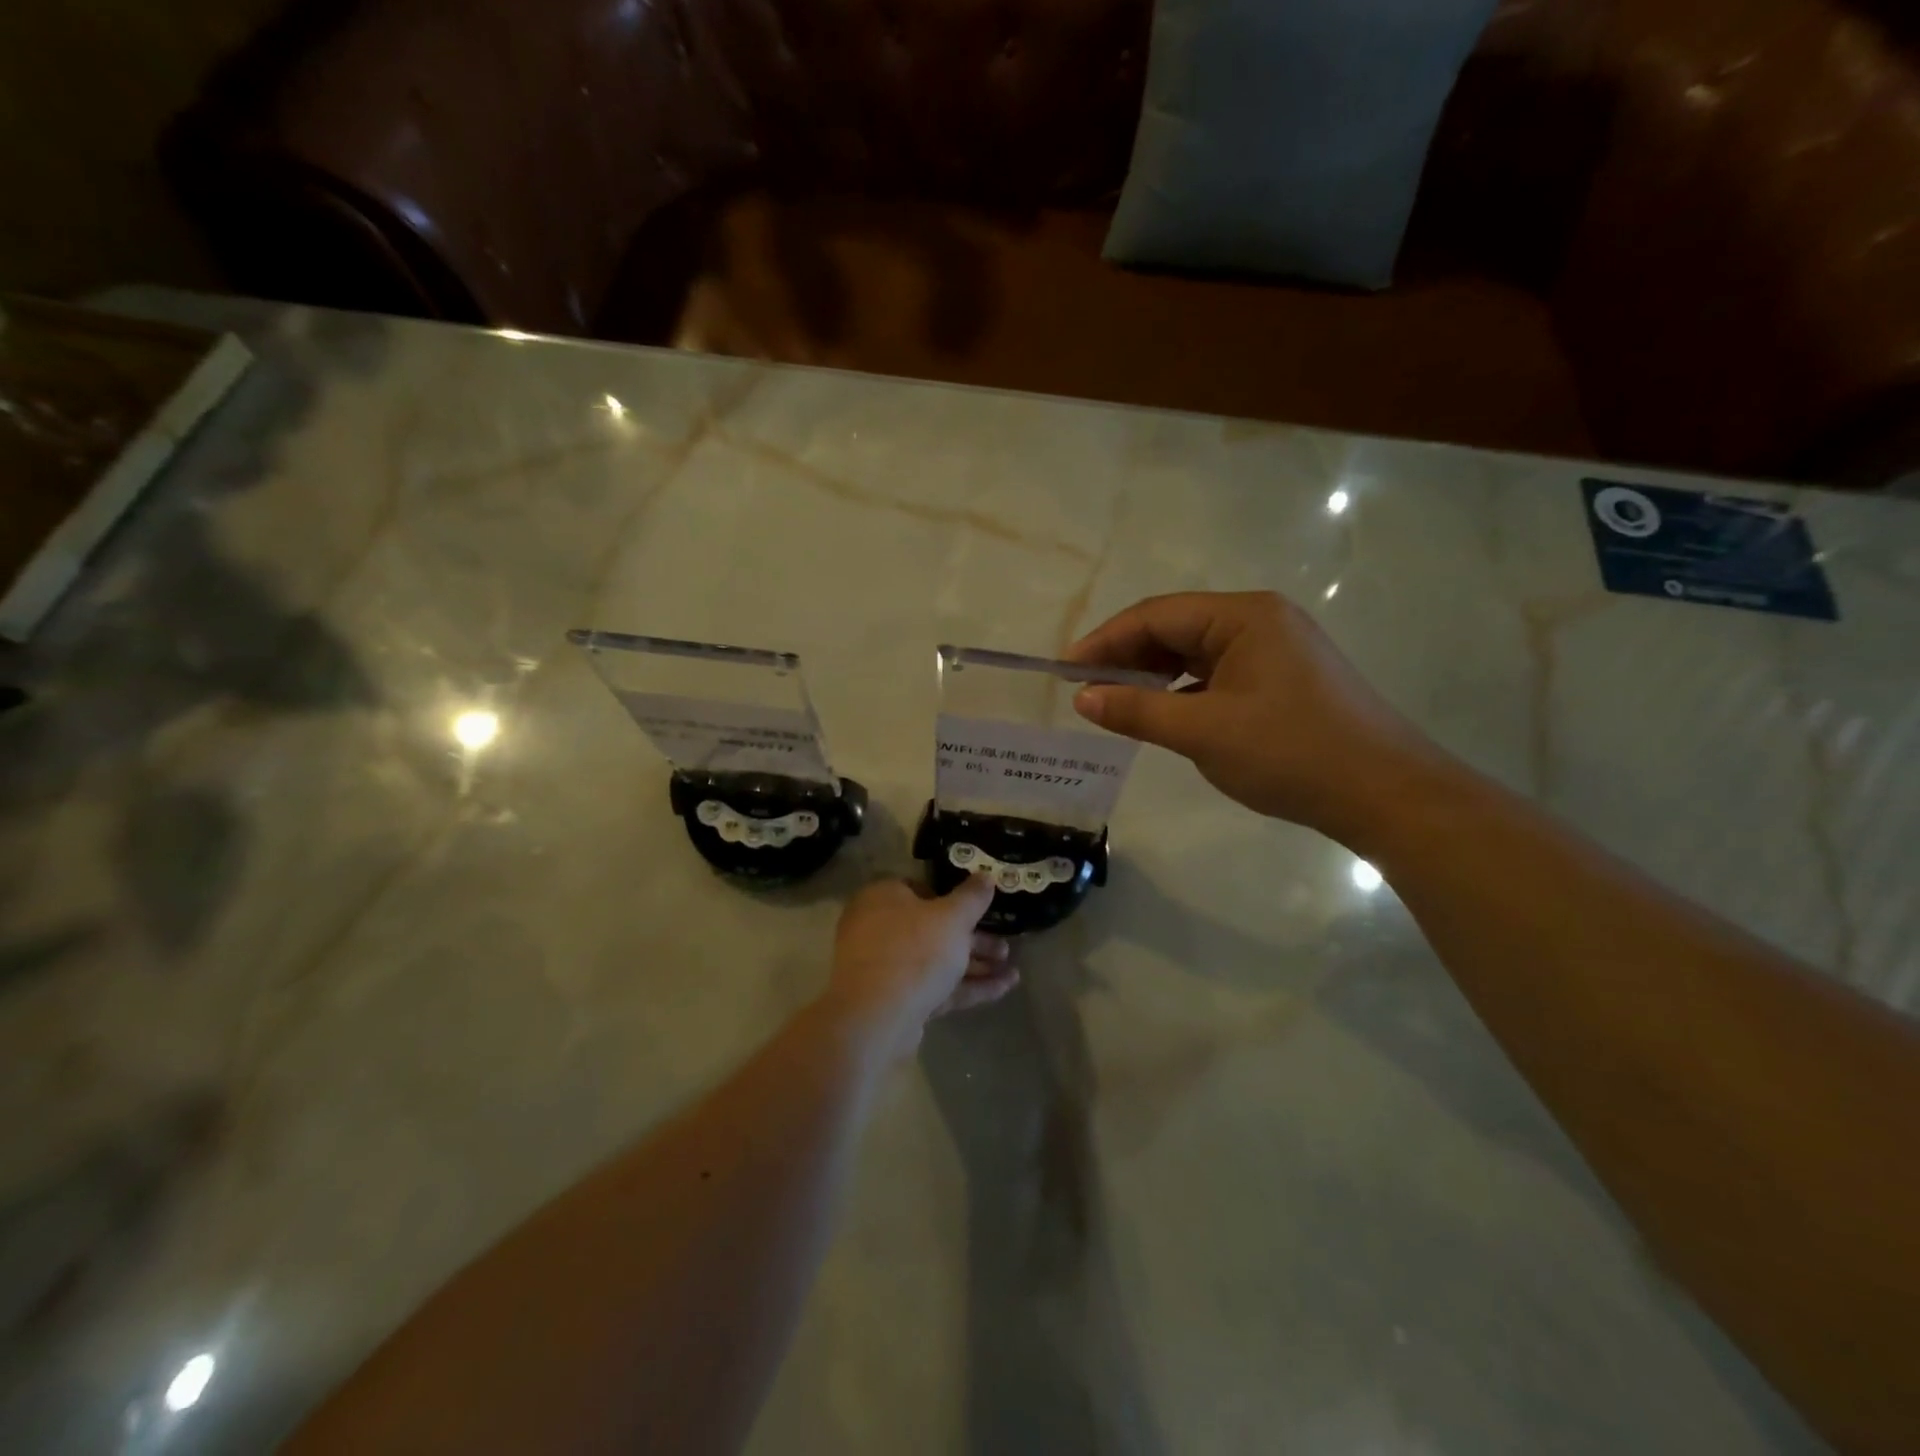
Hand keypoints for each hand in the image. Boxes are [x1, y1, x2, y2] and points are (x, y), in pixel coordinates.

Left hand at [824, 876, 1016, 1058]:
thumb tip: (985, 876)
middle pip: (933, 929)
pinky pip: (936, 987)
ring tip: (1013, 971)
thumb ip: (972, 897)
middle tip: (1005, 948)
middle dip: (974, 940)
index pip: (919, 889)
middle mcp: (880, 929)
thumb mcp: (952, 917)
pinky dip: (967, 987)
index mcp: (883, 898)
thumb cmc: (914, 950)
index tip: (980, 909)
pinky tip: (1003, 989)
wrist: (876, 1017)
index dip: (952, 899)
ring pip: (937, 961)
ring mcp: (887, 968)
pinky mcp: (897, 1000)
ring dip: (975, 966)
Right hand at [1066, 591, 1441, 841]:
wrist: (1385, 793)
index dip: (1105, 641)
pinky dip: (1183, 690)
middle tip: (1084, 689)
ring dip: (1153, 674)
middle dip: (1127, 657)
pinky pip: (1218, 672)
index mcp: (1243, 616)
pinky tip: (1164, 712)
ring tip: (1115, 701)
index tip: (1066, 671)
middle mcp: (1260, 620)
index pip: (1156, 616)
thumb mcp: (1203, 732)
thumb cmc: (1290, 753)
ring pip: (1196, 652)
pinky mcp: (1284, 678)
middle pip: (1176, 628)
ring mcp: (1276, 649)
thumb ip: (1138, 711)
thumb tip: (1083, 698)